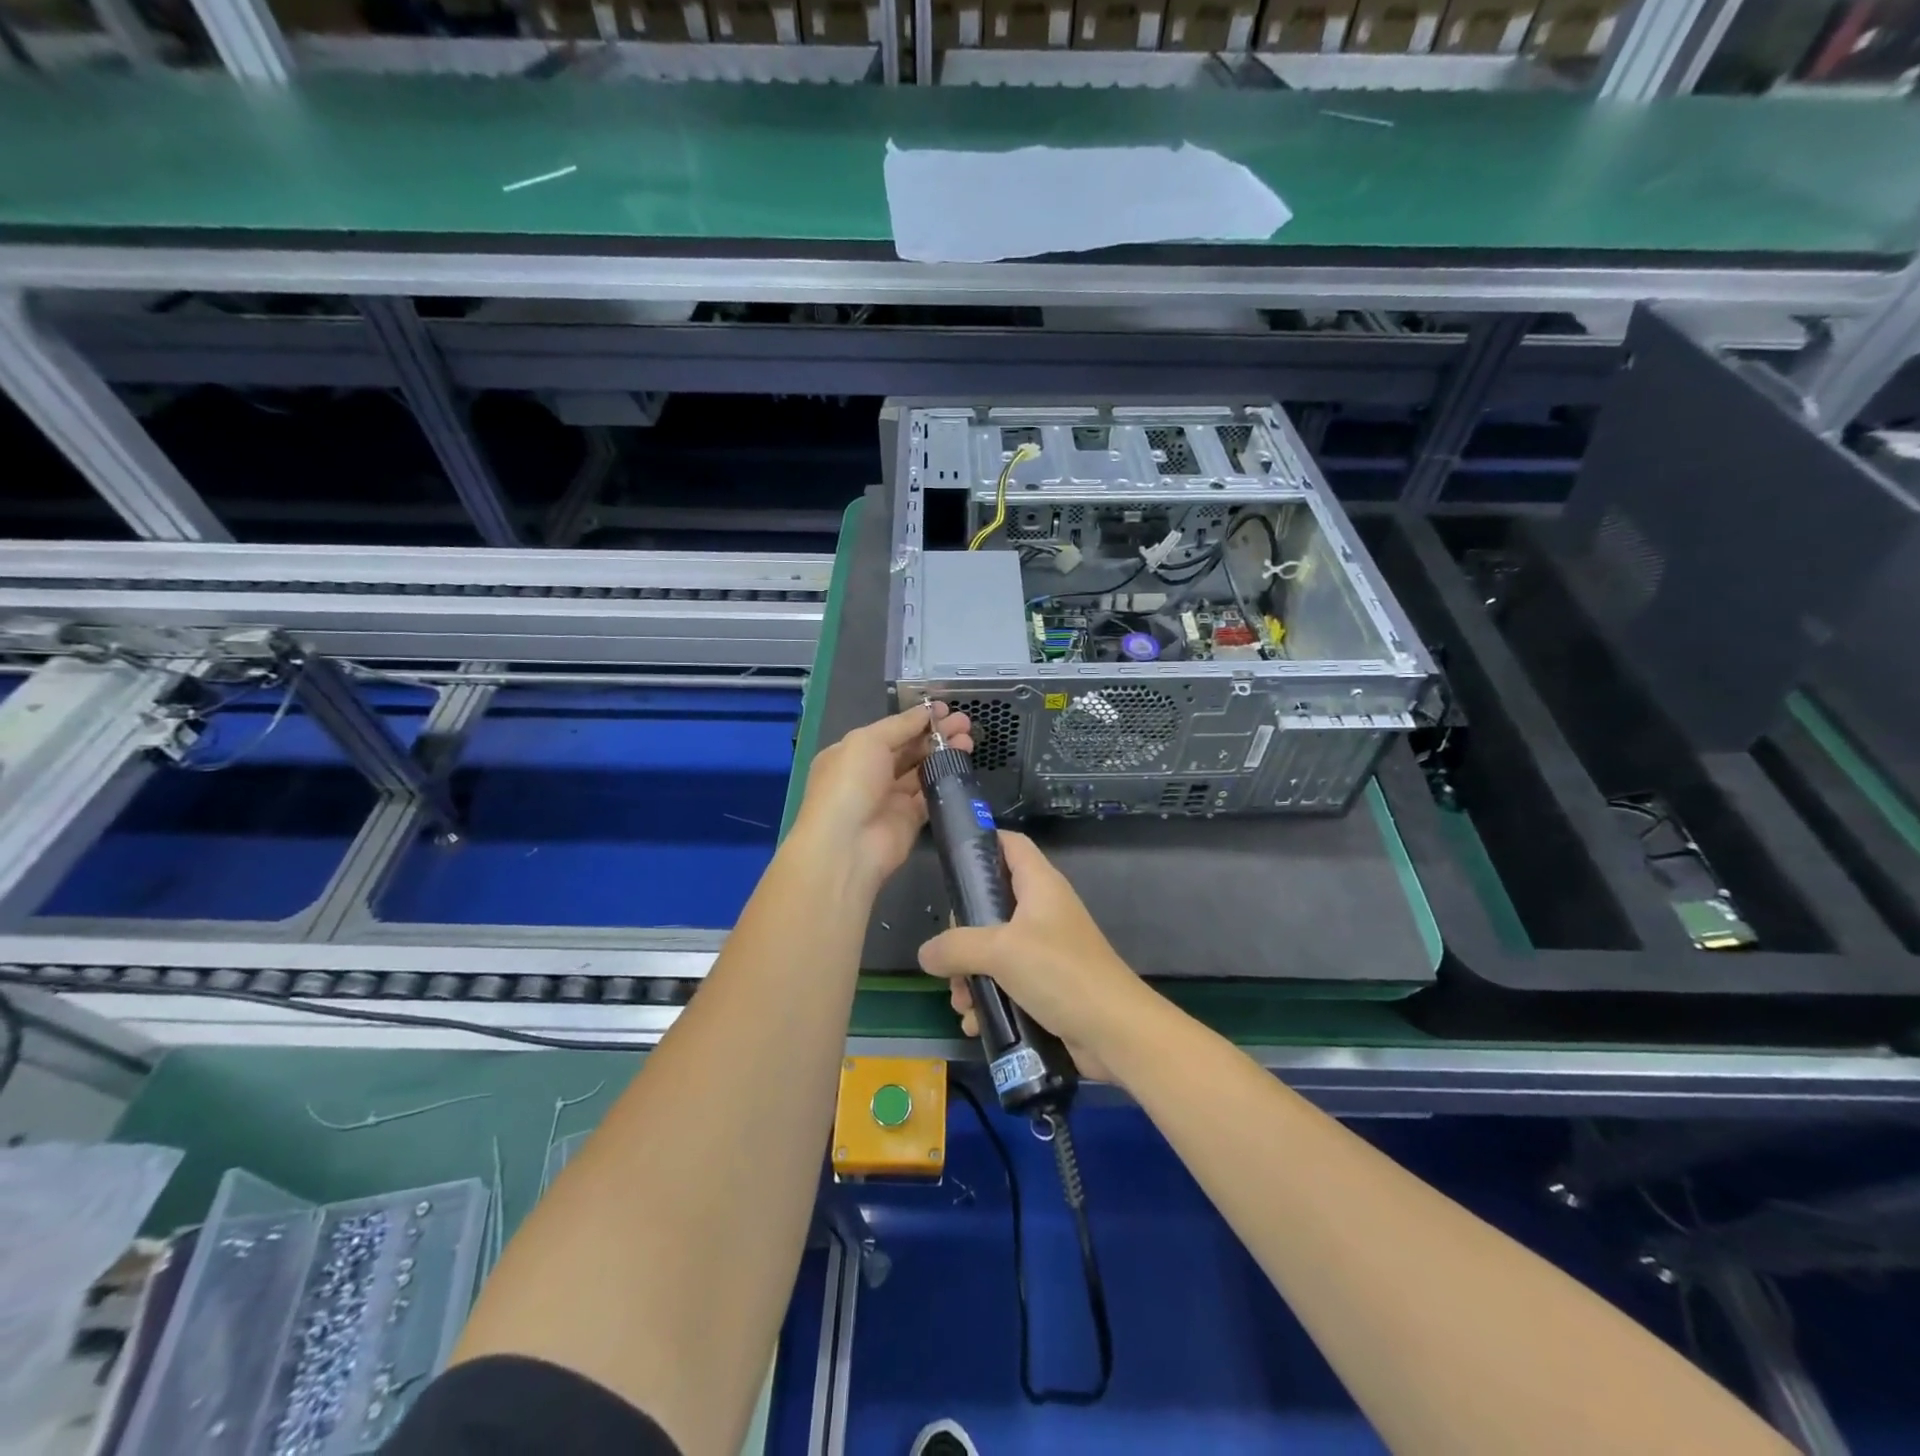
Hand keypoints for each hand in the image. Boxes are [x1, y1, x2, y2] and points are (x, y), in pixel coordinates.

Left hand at [791, 701, 971, 894]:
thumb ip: (900, 725)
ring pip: (922, 770)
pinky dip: (945, 780)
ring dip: (944, 754)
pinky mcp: (909, 820)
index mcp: (853, 753)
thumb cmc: (850, 784)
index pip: (891, 731)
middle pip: (909, 749)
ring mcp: (890, 798)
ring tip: (969, 741)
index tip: (946, 710)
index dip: (918, 719)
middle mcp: (870, 774)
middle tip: (965, 724)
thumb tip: (927, 711)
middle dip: (936, 735)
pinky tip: (962, 766)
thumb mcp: (868, 741)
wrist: (847, 845)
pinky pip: (929, 795)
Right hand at [917, 831, 1148, 1083]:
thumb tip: (926, 954)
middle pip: (990, 904)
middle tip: (950, 958)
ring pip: (994, 951)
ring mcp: (1046, 950)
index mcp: (1040, 886)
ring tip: (962, 1002)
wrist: (1115, 1032)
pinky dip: (989, 1000)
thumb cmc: (1060, 973)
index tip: (950, 862)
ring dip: (970, 976)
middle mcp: (1043, 912)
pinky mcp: (1047, 986)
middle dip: (962, 935)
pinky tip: (975, 1023)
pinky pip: (1007, 984)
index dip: (982, 843)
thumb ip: (956, 947)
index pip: (1011, 844)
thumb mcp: (1000, 951)